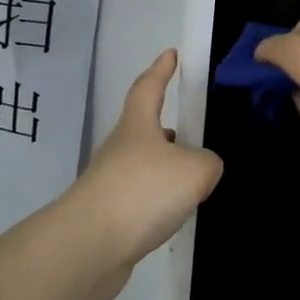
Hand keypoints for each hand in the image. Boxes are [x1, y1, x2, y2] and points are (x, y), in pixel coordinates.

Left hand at [65, 49, 222, 299]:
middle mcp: (120, 149)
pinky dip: (159, 201)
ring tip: (195, 180)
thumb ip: (208, 163)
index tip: (170, 54)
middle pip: (145, 129)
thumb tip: (204, 167)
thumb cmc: (143, 191)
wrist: (90, 245)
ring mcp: (110, 183)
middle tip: (195, 133)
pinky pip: (141, 198)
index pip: (149, 87)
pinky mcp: (108, 215)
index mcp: (137, 126)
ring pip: (145, 166)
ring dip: (166, 168)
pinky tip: (175, 214)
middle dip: (168, 128)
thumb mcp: (195, 171)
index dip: (161, 70)